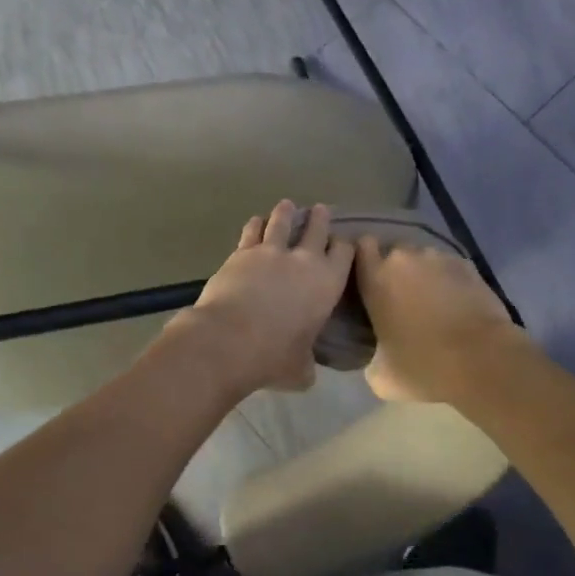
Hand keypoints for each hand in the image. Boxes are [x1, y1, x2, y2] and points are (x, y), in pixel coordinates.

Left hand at [169, 201, 355, 395]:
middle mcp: (304, 260)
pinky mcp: (242, 252)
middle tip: (321, 210)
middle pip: (317, 228)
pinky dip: (256, 224)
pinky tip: (256, 221)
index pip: (344, 253)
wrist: (230, 339)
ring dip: (286, 213)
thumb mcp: (300, 369)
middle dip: (320, 218)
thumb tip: (305, 369)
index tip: (343, 243)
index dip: (344, 246)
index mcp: (327, 283)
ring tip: (287, 205)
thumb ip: (307, 363)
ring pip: (283, 221)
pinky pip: (252, 231)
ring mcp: (271, 251)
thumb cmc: (273, 357)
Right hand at [355, 237, 523, 402]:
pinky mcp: (468, 265)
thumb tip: (378, 355)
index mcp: (376, 279)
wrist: (483, 361)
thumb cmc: (424, 367)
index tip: (368, 278)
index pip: (361, 247)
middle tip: (402, 297)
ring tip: (433, 301)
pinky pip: (449, 267)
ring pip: (423, 258)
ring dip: (424, 273)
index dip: (364, 259)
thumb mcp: (381, 375)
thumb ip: (371, 356)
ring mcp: (438, 258)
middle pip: (393, 251)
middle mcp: (404, 259)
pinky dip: (449, 280)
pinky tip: (457, 303)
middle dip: (396, 270)